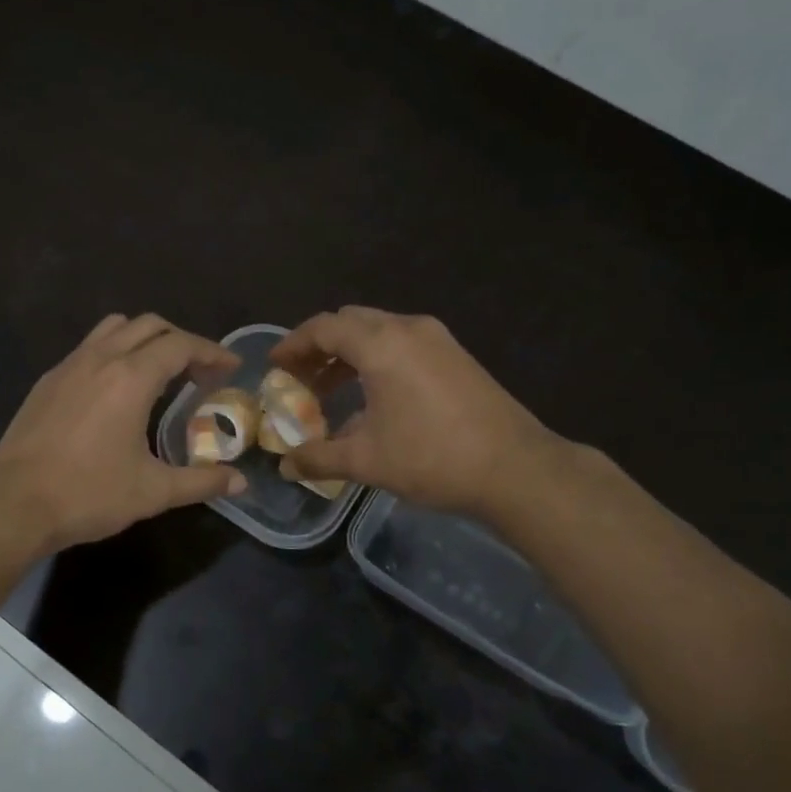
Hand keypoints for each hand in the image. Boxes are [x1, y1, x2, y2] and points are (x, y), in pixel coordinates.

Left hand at [0, 314, 246, 553]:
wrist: (13, 505)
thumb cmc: (88, 494)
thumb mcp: (153, 492)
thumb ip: (201, 482)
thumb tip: (239, 483)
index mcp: (131, 378)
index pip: (180, 345)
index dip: (211, 352)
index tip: (230, 367)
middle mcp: (100, 359)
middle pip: (149, 326)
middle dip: (181, 341)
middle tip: (199, 372)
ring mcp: (68, 366)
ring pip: (114, 329)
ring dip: (144, 339)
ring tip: (159, 372)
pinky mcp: (47, 382)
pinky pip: (89, 348)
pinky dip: (114, 353)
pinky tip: (115, 390)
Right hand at [271, 307, 553, 517]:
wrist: (515, 468)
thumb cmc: (432, 458)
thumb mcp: (366, 461)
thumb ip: (318, 458)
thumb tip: (285, 466)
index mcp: (381, 344)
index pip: (323, 327)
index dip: (293, 345)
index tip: (275, 367)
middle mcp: (408, 329)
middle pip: (350, 322)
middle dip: (319, 347)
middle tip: (299, 379)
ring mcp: (438, 339)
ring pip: (379, 332)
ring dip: (349, 354)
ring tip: (329, 391)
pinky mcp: (456, 356)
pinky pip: (403, 344)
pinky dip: (377, 359)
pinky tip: (373, 397)